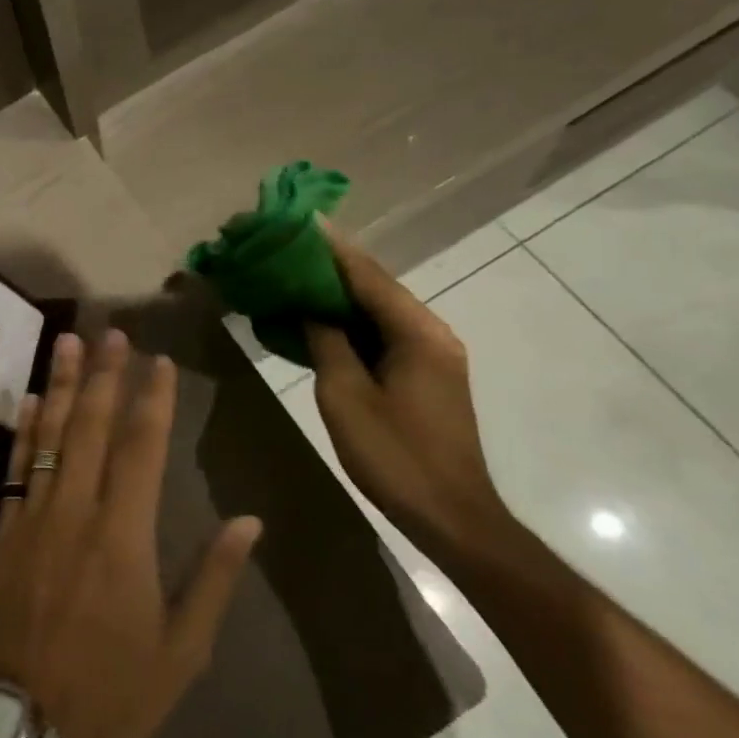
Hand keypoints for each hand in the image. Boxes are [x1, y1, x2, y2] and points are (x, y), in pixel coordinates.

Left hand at [0, 330, 263, 737]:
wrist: (26, 729)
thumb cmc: (113, 692)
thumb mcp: (181, 650)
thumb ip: (213, 578)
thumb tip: (250, 521)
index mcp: (125, 536)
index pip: (143, 448)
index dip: (153, 400)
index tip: (160, 362)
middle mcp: (77, 512)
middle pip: (93, 428)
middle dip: (107, 375)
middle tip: (113, 331)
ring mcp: (34, 518)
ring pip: (50, 437)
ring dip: (63, 385)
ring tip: (69, 342)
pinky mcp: (2, 533)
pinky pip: (15, 469)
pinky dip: (23, 431)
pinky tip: (30, 400)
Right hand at [304, 226, 511, 562]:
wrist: (451, 517)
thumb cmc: (395, 456)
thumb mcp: (345, 395)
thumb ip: (326, 342)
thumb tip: (309, 307)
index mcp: (417, 332)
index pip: (367, 275)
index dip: (330, 248)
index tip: (298, 220)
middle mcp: (431, 333)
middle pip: (375, 287)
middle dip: (331, 266)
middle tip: (287, 248)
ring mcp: (432, 354)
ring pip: (377, 310)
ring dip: (338, 294)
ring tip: (294, 276)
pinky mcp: (425, 375)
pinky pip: (382, 334)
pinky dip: (349, 323)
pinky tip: (318, 319)